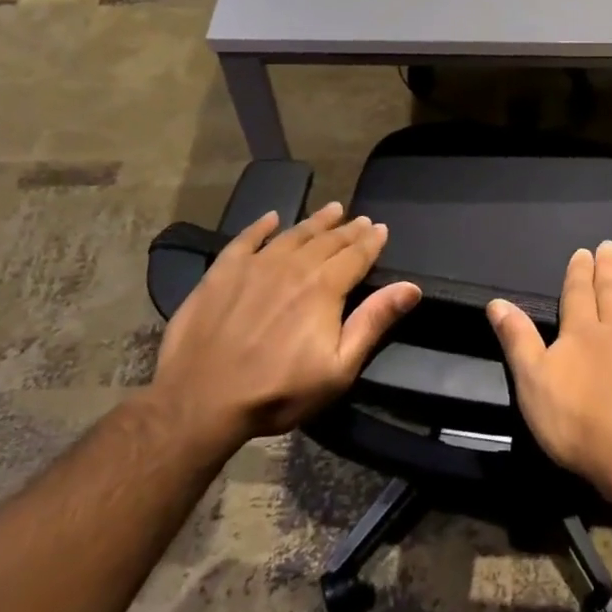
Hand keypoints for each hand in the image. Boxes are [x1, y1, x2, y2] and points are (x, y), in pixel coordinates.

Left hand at [151, 201, 420, 452]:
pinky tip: (272, 218)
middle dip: (349, 229)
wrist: (200, 401)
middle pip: (328, 240)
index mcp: (325, 287)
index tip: (382, 229)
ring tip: (332, 209)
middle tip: (362, 219)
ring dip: (315, 221)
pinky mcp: (222, 272)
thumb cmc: (278, 390)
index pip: (356, 255)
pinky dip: (261, 226)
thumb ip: (374, 322)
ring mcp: (255, 265)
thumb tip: (411, 287)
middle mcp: (294, 266)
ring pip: (293, 234)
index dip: (372, 241)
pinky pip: (246, 239)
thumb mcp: (338, 367)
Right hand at [487, 239, 611, 503]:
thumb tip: (497, 301)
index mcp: (582, 332)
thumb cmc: (580, 426)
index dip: (579, 272)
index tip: (584, 251)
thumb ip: (518, 340)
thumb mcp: (533, 385)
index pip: (578, 293)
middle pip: (611, 291)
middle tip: (610, 245)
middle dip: (608, 267)